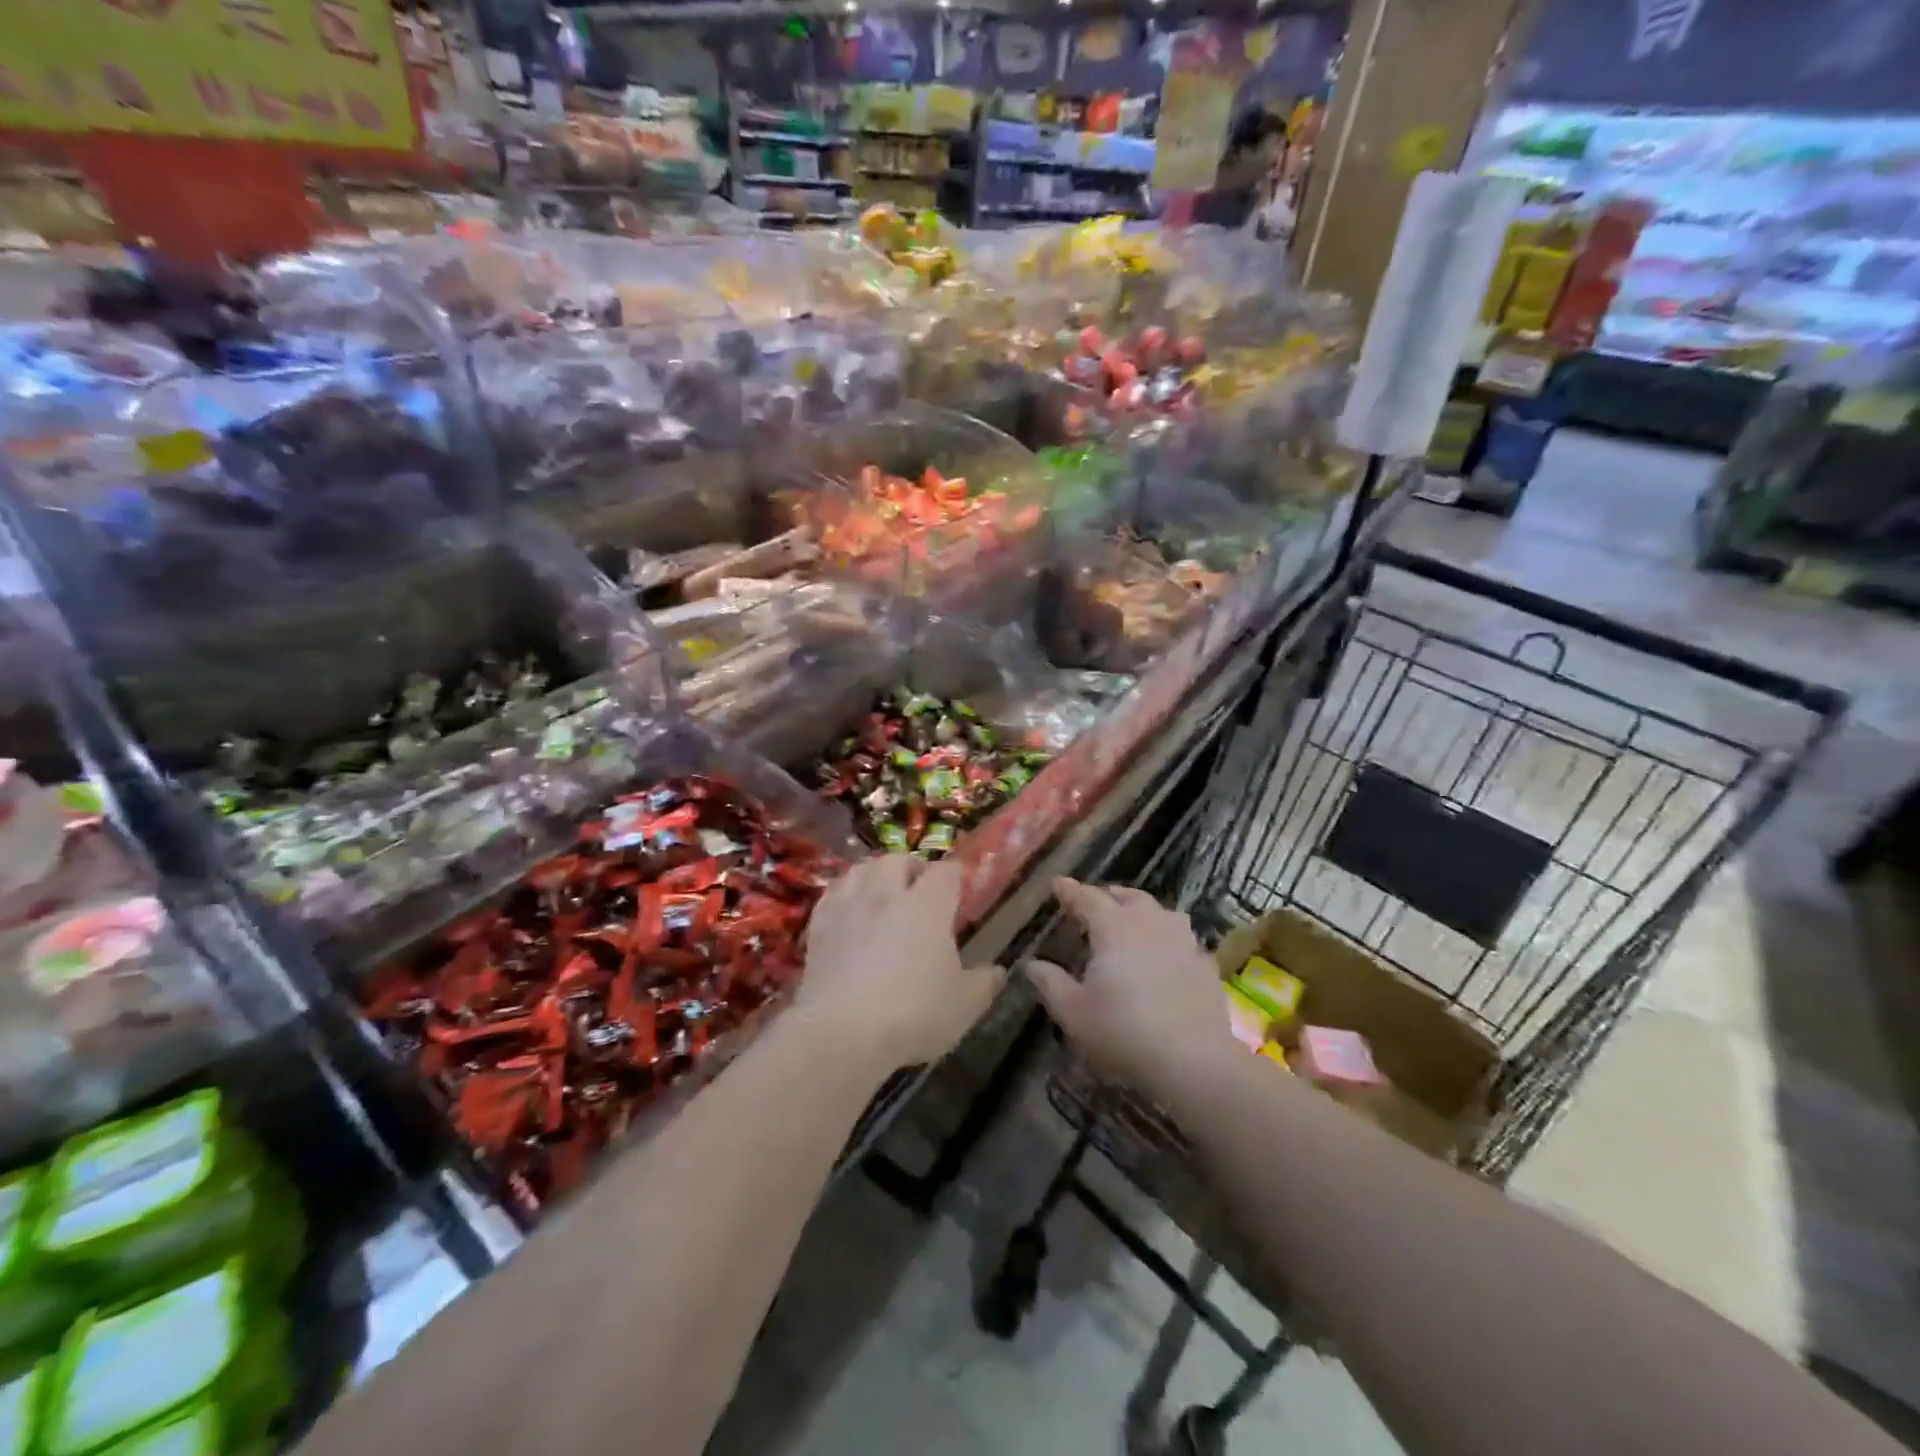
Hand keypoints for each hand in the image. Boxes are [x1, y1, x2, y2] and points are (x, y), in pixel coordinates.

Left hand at [797, 855, 1004, 1074]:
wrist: (841, 1032)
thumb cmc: (913, 1013)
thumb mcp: (964, 1005)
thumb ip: (984, 984)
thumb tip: (998, 971)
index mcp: (928, 904)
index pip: (946, 871)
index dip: (955, 876)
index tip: (960, 892)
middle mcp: (886, 894)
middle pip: (897, 859)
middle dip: (911, 868)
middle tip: (919, 891)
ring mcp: (848, 907)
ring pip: (860, 870)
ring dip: (874, 875)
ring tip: (882, 895)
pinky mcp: (818, 927)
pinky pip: (832, 895)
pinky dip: (844, 896)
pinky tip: (848, 911)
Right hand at [1026, 877, 1232, 1092]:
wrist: (1194, 1061)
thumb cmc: (1123, 1032)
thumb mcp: (1073, 1012)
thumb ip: (1050, 983)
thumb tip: (1031, 964)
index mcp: (1113, 927)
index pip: (1087, 898)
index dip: (1070, 891)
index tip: (1057, 883)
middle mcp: (1149, 922)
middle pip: (1127, 896)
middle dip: (1107, 895)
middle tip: (1093, 902)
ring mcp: (1182, 940)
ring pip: (1159, 911)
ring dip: (1141, 910)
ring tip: (1130, 921)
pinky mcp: (1204, 963)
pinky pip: (1181, 937)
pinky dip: (1167, 937)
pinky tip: (1165, 954)